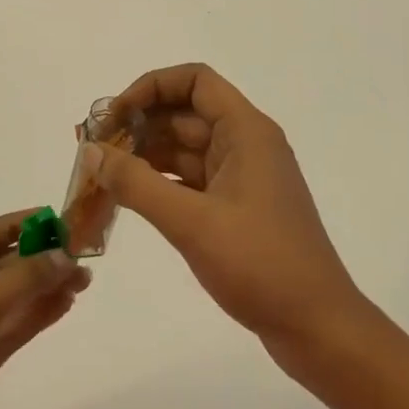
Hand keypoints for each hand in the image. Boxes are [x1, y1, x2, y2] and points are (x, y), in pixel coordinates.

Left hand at [0, 212, 89, 408]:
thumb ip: (21, 279)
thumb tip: (62, 254)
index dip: (15, 225)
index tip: (57, 220)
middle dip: (34, 260)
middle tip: (79, 255)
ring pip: (2, 301)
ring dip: (39, 289)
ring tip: (82, 280)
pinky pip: (5, 331)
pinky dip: (32, 318)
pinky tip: (63, 305)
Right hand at [81, 64, 369, 369]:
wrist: (318, 327)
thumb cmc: (261, 265)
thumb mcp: (192, 222)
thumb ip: (136, 183)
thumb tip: (90, 151)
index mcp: (246, 131)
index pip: (195, 81)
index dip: (151, 87)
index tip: (114, 115)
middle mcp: (245, 144)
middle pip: (185, 113)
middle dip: (138, 124)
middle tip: (92, 148)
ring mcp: (242, 178)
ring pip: (185, 149)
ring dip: (145, 155)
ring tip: (101, 173)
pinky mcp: (237, 208)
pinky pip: (190, 181)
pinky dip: (159, 183)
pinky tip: (128, 197)